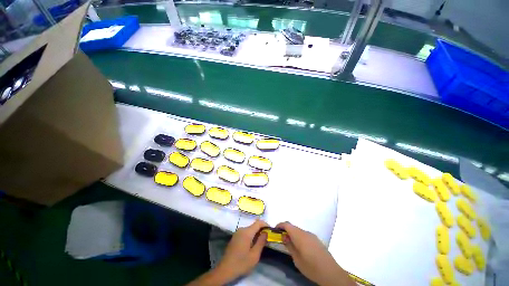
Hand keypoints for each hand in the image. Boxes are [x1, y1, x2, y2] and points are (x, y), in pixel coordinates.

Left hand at [216, 220, 268, 280]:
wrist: (225, 270)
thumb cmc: (241, 263)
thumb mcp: (254, 255)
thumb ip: (261, 242)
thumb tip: (266, 232)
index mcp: (247, 232)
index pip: (258, 222)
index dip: (265, 224)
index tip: (271, 230)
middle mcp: (241, 229)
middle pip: (254, 225)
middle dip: (261, 230)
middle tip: (267, 238)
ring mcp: (237, 233)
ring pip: (250, 229)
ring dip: (256, 233)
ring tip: (261, 242)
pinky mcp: (235, 237)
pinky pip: (245, 233)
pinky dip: (251, 235)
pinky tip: (252, 244)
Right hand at [276, 222, 355, 285]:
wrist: (330, 272)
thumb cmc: (310, 266)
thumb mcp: (296, 258)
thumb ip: (289, 245)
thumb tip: (284, 236)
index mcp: (299, 235)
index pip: (287, 224)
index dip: (280, 225)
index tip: (275, 230)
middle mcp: (305, 232)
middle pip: (293, 227)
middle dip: (286, 230)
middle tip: (281, 239)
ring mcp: (311, 235)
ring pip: (299, 231)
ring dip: (293, 234)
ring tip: (290, 244)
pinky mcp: (316, 239)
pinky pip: (304, 235)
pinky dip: (299, 237)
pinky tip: (300, 247)